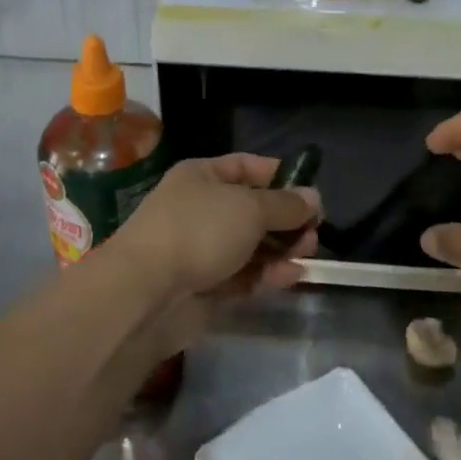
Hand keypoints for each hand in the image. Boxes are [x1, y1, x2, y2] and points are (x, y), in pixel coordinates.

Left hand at [112, 154, 320, 308]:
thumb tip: (313, 198)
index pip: (247, 167)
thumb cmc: (199, 231)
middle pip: (253, 210)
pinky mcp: (206, 287)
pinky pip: (244, 276)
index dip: (281, 177)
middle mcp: (202, 209)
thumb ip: (286, 204)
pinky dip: (268, 274)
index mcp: (202, 177)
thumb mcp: (250, 208)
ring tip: (307, 253)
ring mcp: (202, 250)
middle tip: (313, 232)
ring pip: (252, 245)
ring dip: (282, 248)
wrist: (147, 292)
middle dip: (286, 219)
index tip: (311, 194)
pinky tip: (292, 275)